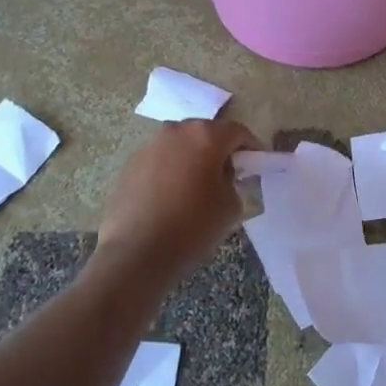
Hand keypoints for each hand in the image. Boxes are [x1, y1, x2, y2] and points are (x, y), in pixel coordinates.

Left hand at [93, 119, 261, 288]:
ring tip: (196, 187)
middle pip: (206, 133)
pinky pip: (159, 161)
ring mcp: (149, 146)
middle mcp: (176, 131)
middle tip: (227, 175)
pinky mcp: (130, 164)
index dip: (251, 147)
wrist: (135, 254)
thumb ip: (233, 181)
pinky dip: (170, 171)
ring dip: (192, 159)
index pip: (238, 132)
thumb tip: (223, 175)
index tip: (256, 165)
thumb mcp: (230, 206)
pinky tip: (170, 198)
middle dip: (219, 150)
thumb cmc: (192, 227)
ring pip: (180, 146)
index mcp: (205, 135)